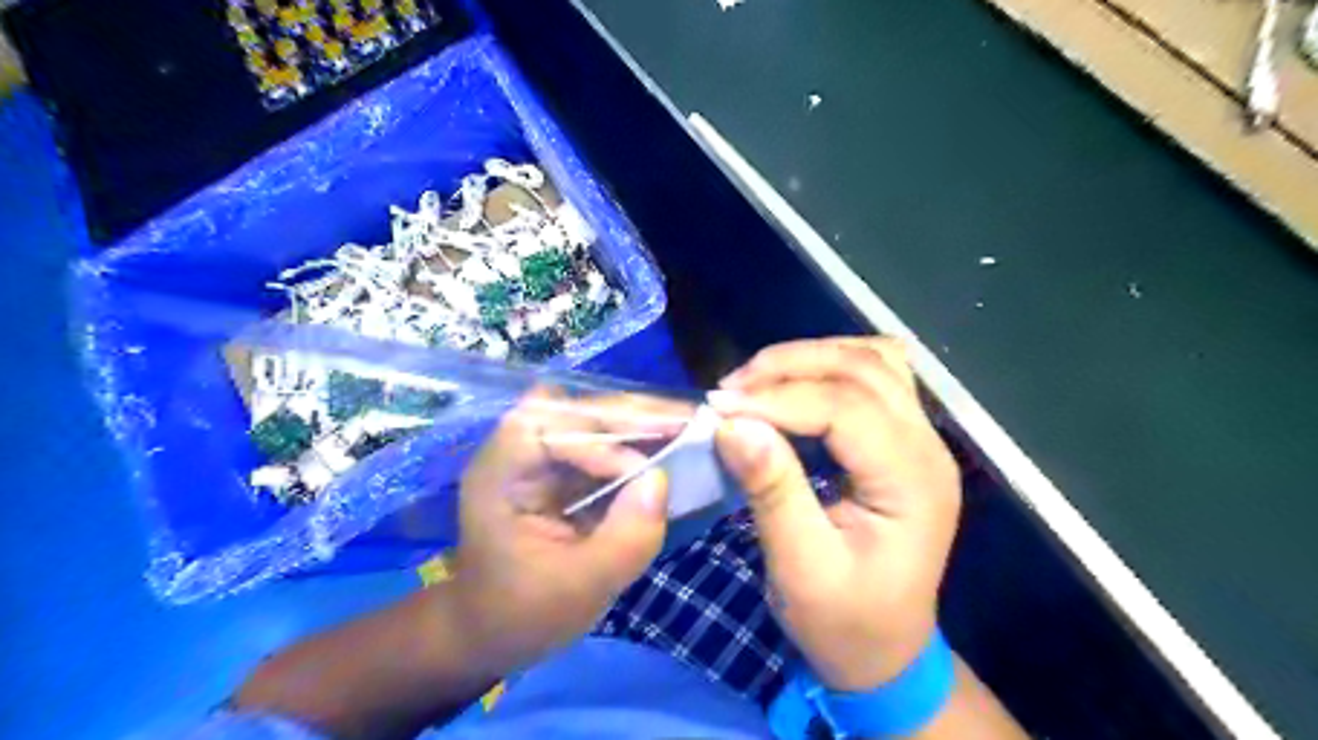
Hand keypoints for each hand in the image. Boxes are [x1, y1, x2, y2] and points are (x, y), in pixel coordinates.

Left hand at [445, 390, 689, 673]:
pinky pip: (602, 441)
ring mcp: (540, 454)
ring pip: (594, 419)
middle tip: (688, 421)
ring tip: (687, 427)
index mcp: (503, 471)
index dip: (603, 441)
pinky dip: (636, 442)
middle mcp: (518, 448)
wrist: (490, 629)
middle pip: (578, 411)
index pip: (552, 428)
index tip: (648, 472)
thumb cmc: (522, 613)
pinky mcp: (559, 466)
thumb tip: (661, 481)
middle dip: (634, 416)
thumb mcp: (579, 588)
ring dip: (640, 422)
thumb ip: (624, 539)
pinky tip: (668, 446)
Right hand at [712, 338, 960, 690]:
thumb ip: (773, 491)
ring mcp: (921, 438)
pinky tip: (791, 387)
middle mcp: (927, 446)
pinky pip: (873, 376)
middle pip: (864, 367)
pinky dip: (827, 368)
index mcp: (913, 481)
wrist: (886, 654)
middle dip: (790, 366)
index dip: (778, 398)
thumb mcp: (801, 569)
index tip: (718, 407)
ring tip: (755, 382)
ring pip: (872, 359)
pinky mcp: (902, 440)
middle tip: (729, 389)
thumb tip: (733, 425)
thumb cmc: (845, 623)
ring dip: (809, 359)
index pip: (846, 407)